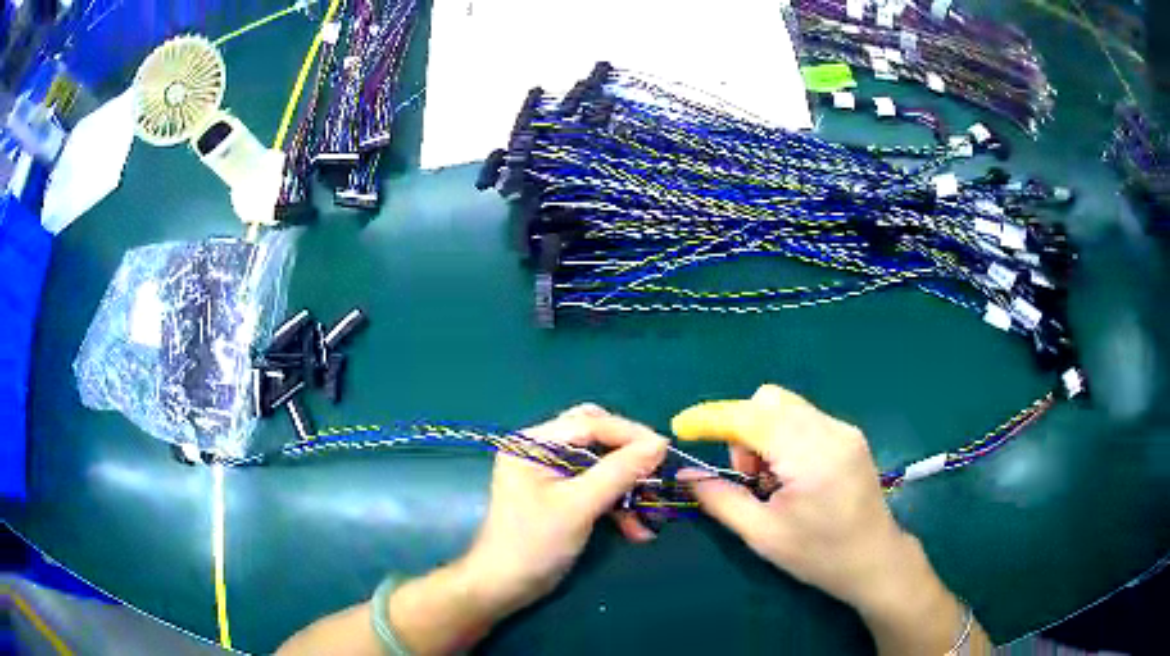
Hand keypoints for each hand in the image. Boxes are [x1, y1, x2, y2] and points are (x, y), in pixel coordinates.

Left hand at [461, 404, 669, 615]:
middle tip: (657, 475)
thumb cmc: (535, 543)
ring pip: (602, 466)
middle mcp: (540, 450)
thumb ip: (619, 472)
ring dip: (628, 490)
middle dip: (630, 461)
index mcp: (532, 443)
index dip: (629, 434)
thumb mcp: (579, 506)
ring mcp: (551, 473)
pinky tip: (636, 530)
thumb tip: (660, 443)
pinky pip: (598, 488)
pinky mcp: (562, 495)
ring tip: (652, 515)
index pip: (589, 423)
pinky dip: (617, 506)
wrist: (507, 586)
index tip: (665, 449)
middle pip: (597, 440)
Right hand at [673, 384, 991, 655]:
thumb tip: (687, 476)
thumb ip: (721, 500)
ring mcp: (844, 429)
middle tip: (748, 476)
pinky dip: (783, 437)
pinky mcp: (849, 435)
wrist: (875, 560)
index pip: (752, 417)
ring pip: (786, 406)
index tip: (681, 428)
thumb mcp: (763, 535)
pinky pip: (803, 418)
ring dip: (762, 433)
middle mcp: (830, 430)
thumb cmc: (819, 555)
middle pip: (769, 400)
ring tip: (770, 480)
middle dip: (742, 429)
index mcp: (811, 456)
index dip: (711, 418)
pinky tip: (790, 474)